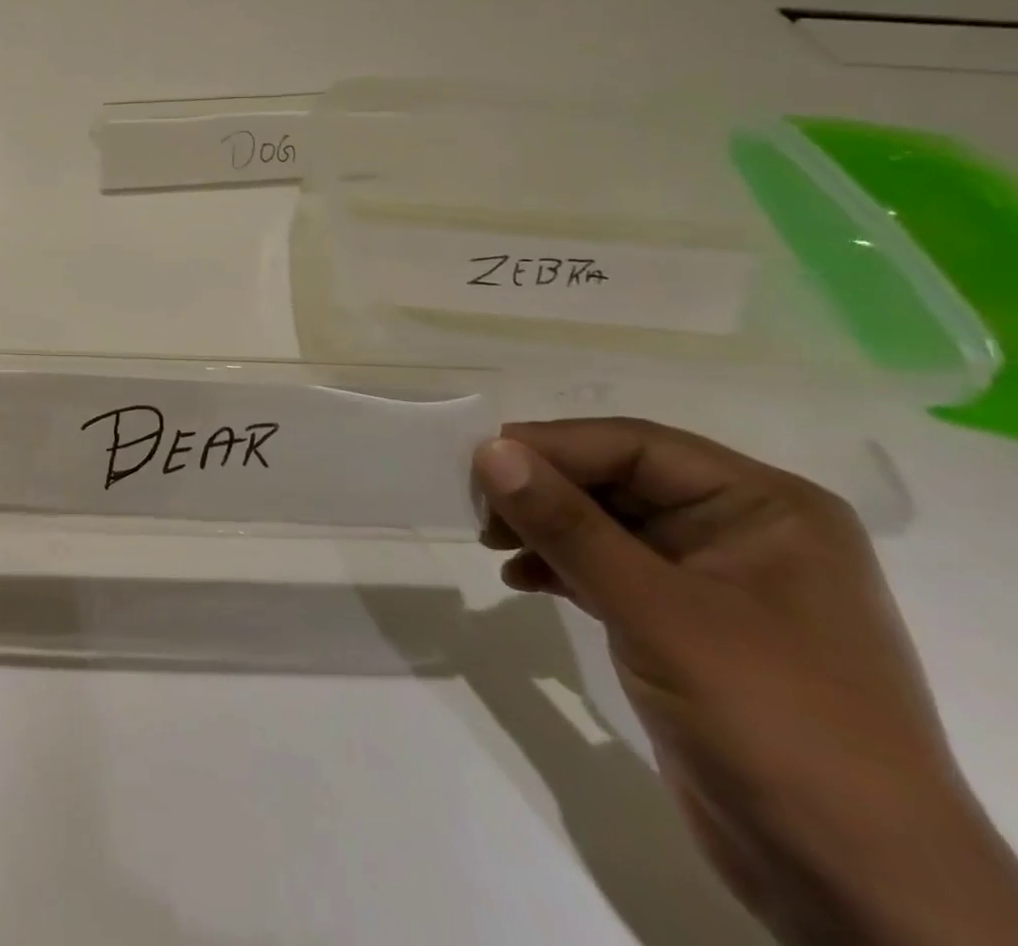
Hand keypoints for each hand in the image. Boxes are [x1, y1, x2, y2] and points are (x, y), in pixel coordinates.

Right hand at [474, 419, 1017, 945]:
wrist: (857, 889)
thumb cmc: (772, 722)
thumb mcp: (659, 613)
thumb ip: (569, 526)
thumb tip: (488, 450)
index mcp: (765, 508)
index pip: (637, 447)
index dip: (553, 446)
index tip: (479, 462)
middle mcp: (742, 531)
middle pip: (618, 481)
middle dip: (544, 491)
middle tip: (477, 509)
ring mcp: (714, 582)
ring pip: (605, 524)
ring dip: (544, 528)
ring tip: (491, 544)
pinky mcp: (685, 627)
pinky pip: (608, 570)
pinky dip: (559, 567)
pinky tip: (520, 580)